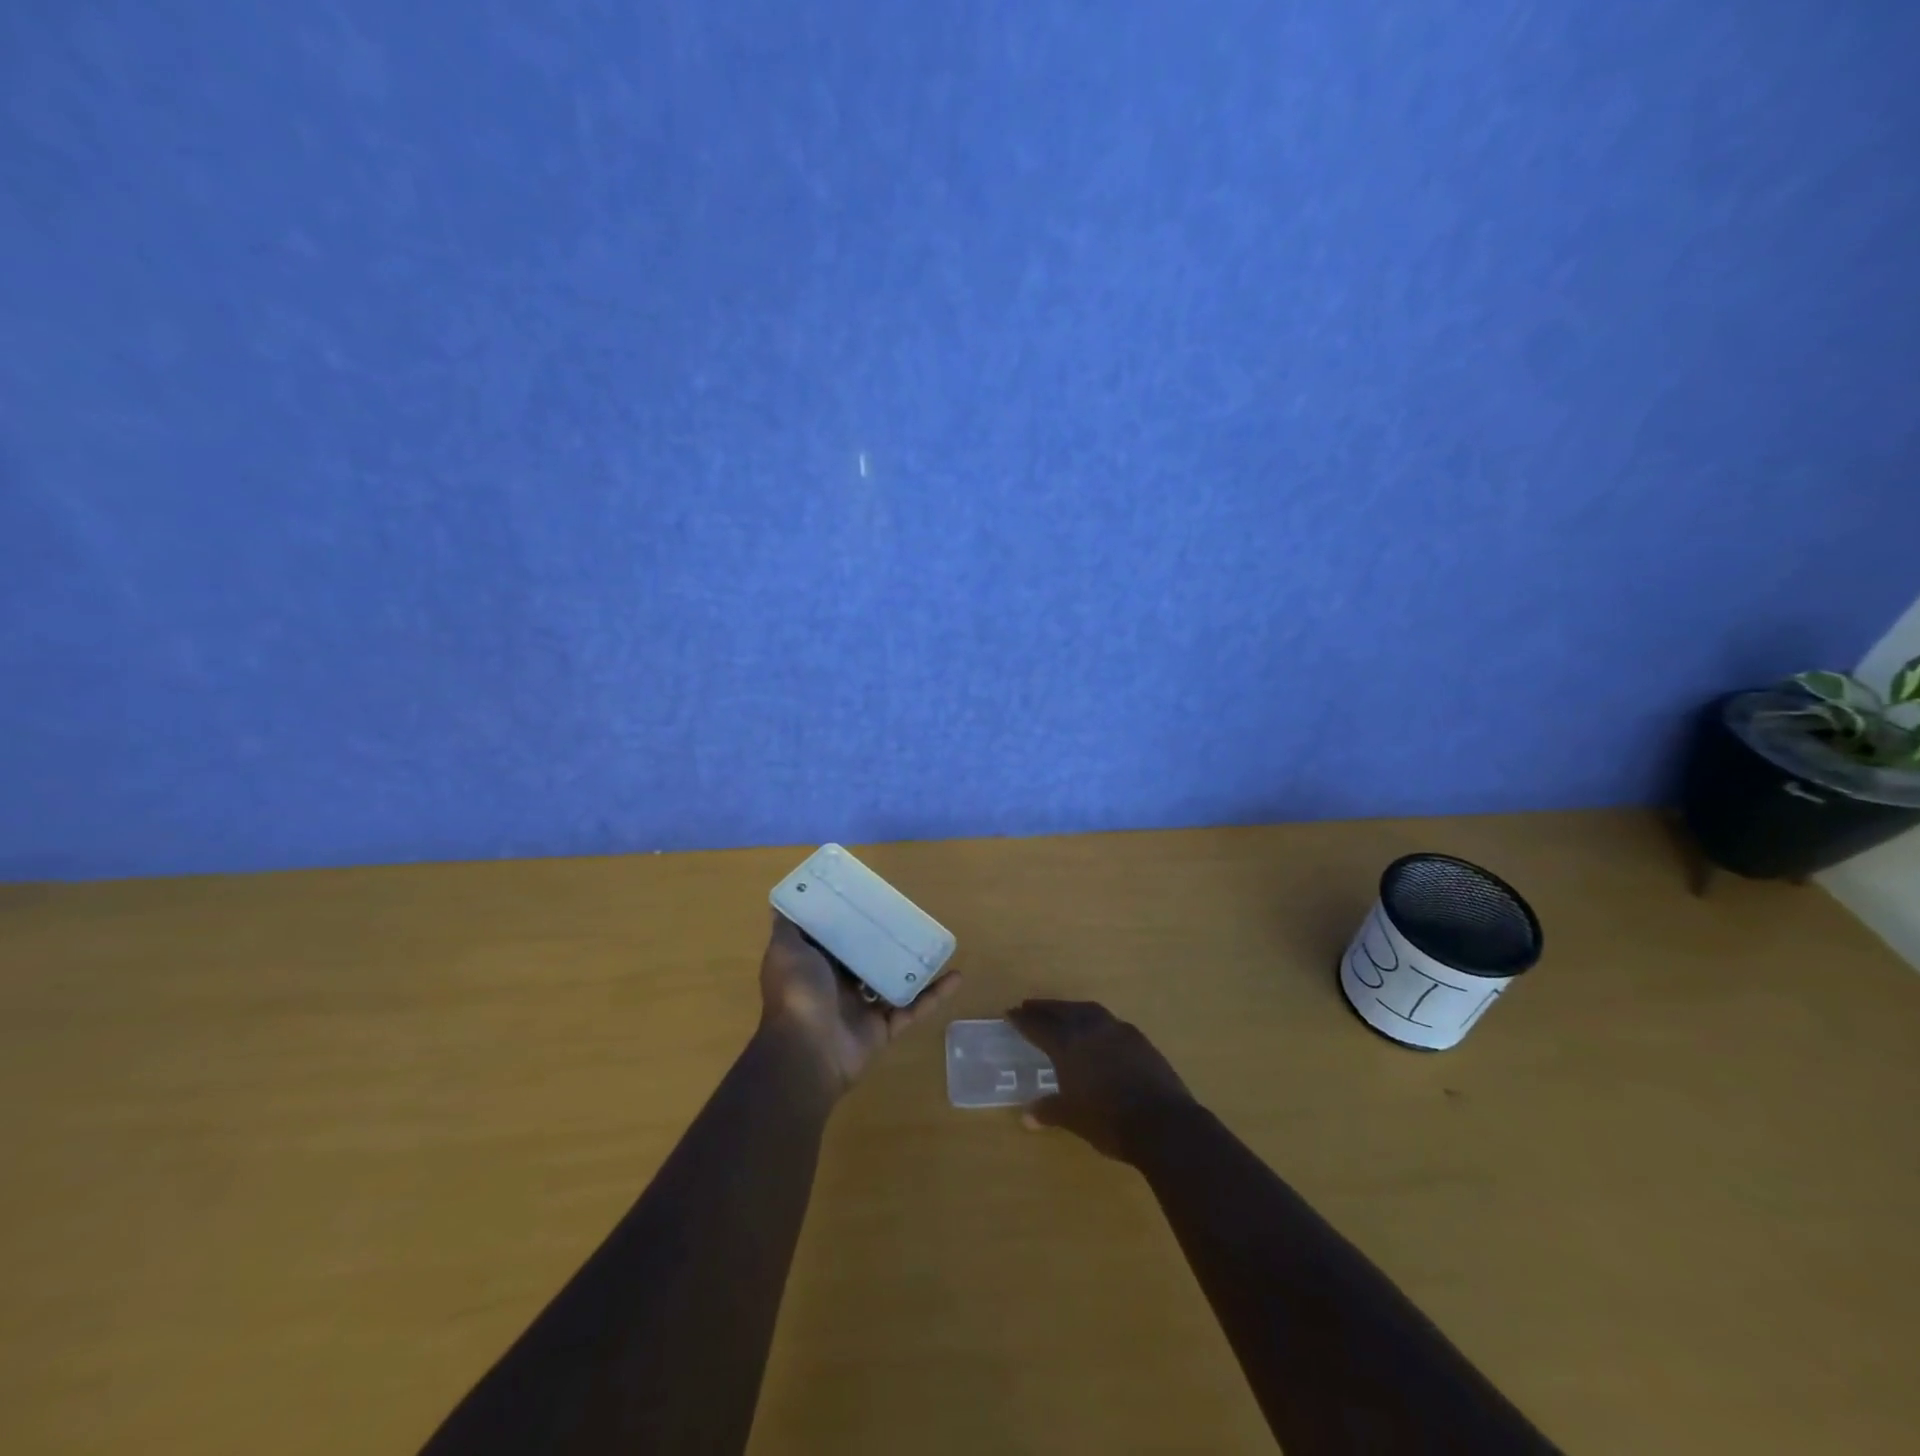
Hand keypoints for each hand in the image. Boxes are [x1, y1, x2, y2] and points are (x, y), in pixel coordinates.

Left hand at [759, 912, 959, 1094]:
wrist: (807, 1052)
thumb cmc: (798, 993)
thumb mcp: (785, 950)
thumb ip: (789, 926)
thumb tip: (787, 898)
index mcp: (815, 966)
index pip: (833, 938)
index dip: (848, 919)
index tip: (869, 896)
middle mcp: (838, 986)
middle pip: (866, 958)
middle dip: (883, 940)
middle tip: (907, 914)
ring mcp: (862, 1009)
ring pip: (892, 982)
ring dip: (912, 965)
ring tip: (934, 942)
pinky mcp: (884, 1029)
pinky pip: (913, 1009)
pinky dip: (934, 995)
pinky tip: (956, 975)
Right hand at [1005, 999, 1194, 1161]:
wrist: (1162, 1122)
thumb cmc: (1109, 1121)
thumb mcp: (1073, 1119)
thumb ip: (1049, 1111)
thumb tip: (1026, 1116)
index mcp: (1068, 1045)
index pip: (1039, 1026)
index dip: (1023, 1020)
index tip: (1010, 1012)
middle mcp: (1090, 1029)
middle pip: (1062, 1011)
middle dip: (1044, 1008)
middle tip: (1030, 1006)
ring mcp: (1117, 1030)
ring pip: (1088, 1010)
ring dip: (1071, 1009)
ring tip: (1062, 1012)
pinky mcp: (1139, 1039)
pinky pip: (1109, 1022)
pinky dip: (1096, 1021)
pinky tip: (1098, 1032)